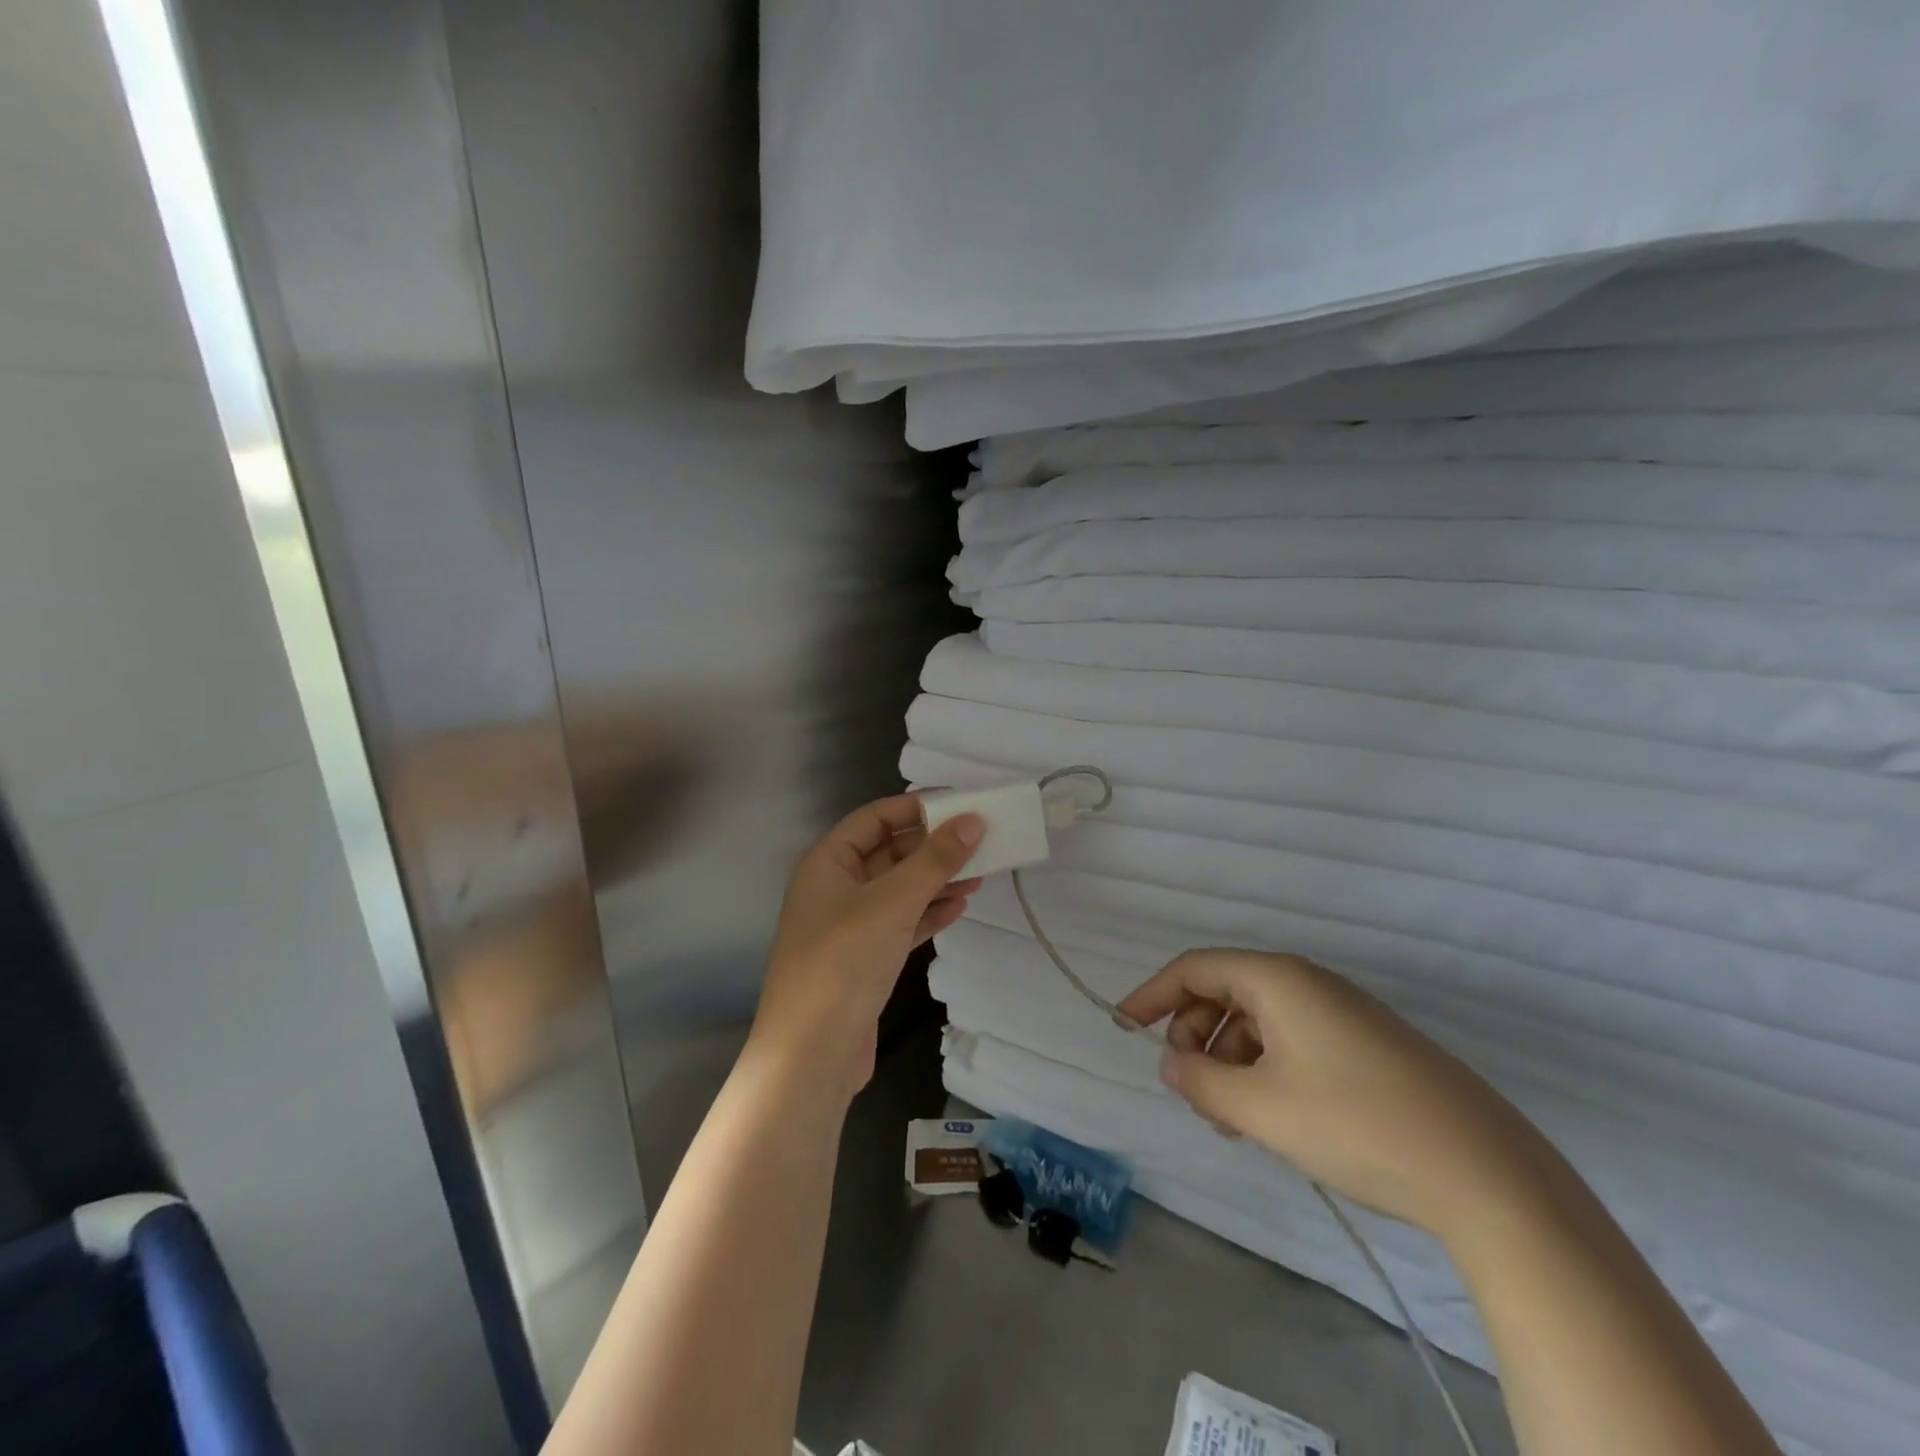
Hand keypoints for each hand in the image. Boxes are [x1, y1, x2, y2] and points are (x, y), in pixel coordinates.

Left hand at [752, 794, 983, 1096]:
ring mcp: (849, 926)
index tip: (962, 803)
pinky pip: (902, 923)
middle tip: (981, 839)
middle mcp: (834, 888)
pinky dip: (929, 913)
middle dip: (933, 846)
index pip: (875, 817)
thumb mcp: (892, 902)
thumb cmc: (843, 962)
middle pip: (889, 852)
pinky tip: (960, 907)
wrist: (811, 1057)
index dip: (916, 806)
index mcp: (827, 863)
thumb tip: (973, 820)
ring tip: (982, 873)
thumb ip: (934, 860)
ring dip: (937, 880)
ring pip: (899, 889)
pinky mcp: (865, 960)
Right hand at [1117, 949, 1550, 1239]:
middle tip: (1189, 1089)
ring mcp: (1343, 1012)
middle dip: (1195, 1035)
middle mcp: (1308, 982)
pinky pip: (1293, 1040)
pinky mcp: (1368, 1045)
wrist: (1485, 1174)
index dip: (1153, 994)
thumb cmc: (1355, 1124)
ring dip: (1229, 1058)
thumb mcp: (1260, 1108)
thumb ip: (1201, 1081)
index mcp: (1277, 979)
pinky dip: (1265, 1067)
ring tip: (1228, 1117)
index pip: (1195, 968)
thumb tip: (1172, 1064)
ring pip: (1260, 1020)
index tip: (1124, 1026)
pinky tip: (1270, 1116)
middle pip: (1226, 991)